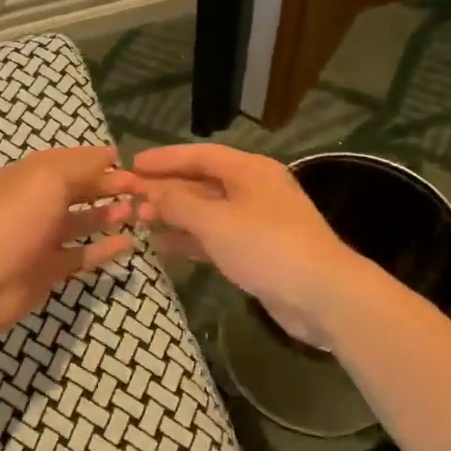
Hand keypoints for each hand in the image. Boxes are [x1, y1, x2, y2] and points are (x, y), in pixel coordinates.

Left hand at [0, 145, 135, 337]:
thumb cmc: (16, 218)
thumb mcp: (49, 178)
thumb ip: (81, 166)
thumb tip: (108, 156)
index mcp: (29, 176)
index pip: (69, 161)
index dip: (97, 160)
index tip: (130, 162)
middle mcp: (36, 203)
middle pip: (77, 190)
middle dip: (107, 186)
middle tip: (141, 189)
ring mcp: (42, 237)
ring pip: (81, 222)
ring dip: (108, 214)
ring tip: (138, 212)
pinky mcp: (50, 268)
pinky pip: (82, 254)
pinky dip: (104, 248)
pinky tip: (129, 243)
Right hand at [109, 144, 364, 347]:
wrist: (323, 295)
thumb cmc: (267, 246)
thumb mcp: (215, 221)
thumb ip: (178, 204)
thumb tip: (150, 191)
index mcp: (249, 170)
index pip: (200, 155)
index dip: (164, 159)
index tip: (132, 165)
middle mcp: (253, 190)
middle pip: (201, 182)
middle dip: (165, 189)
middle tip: (127, 196)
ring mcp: (256, 222)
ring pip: (206, 212)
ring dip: (174, 215)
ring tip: (138, 220)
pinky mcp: (256, 252)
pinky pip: (215, 238)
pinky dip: (190, 240)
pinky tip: (163, 246)